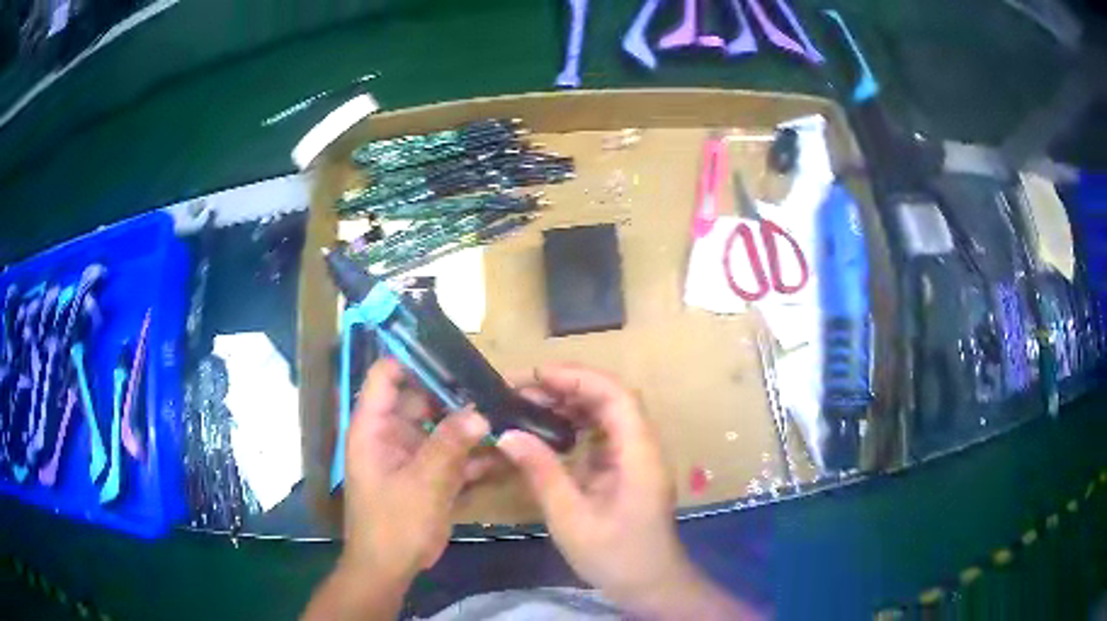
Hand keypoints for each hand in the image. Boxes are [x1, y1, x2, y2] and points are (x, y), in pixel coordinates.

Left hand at [341, 358, 490, 582]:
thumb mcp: (422, 483)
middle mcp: (392, 434)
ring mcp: (413, 454)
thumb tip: (480, 413)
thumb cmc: (393, 523)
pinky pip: (452, 454)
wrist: (390, 568)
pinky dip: (474, 454)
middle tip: (497, 386)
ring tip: (509, 411)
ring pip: (442, 426)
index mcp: (374, 427)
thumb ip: (449, 446)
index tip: (455, 354)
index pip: (387, 375)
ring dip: (470, 424)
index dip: (414, 359)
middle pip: (422, 398)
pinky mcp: (429, 474)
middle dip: (456, 393)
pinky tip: (506, 451)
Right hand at [498, 364, 759, 619]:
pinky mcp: (627, 468)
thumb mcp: (571, 518)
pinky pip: (602, 434)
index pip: (616, 396)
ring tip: (527, 403)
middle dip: (566, 386)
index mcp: (638, 454)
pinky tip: (547, 430)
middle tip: (520, 389)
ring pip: (607, 413)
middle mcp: (643, 446)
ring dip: (570, 402)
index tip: (536, 376)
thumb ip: (542, 473)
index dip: (577, 378)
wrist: (650, 584)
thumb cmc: (615, 556)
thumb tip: (507, 434)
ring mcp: (636, 457)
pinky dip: (575, 424)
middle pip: (611, 398)